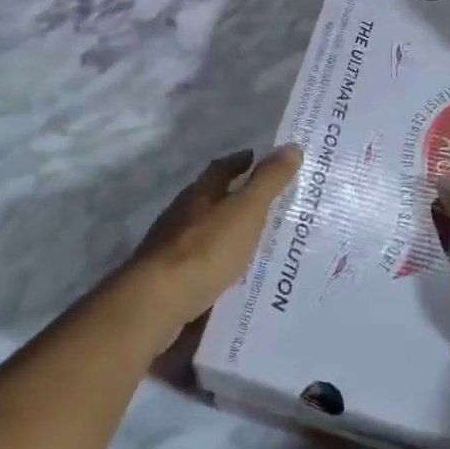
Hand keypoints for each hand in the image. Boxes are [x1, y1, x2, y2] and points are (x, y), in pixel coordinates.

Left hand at [127, 146, 303, 353]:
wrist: (158, 302)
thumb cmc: (205, 249)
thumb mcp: (245, 211)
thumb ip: (267, 181)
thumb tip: (291, 147)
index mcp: (199, 194)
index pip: (221, 168)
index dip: (240, 161)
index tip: (257, 157)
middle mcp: (182, 215)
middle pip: (211, 199)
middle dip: (235, 197)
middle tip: (268, 203)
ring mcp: (172, 247)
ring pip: (206, 232)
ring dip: (228, 232)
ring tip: (258, 242)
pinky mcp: (171, 278)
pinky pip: (203, 263)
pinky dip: (220, 262)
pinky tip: (236, 275)